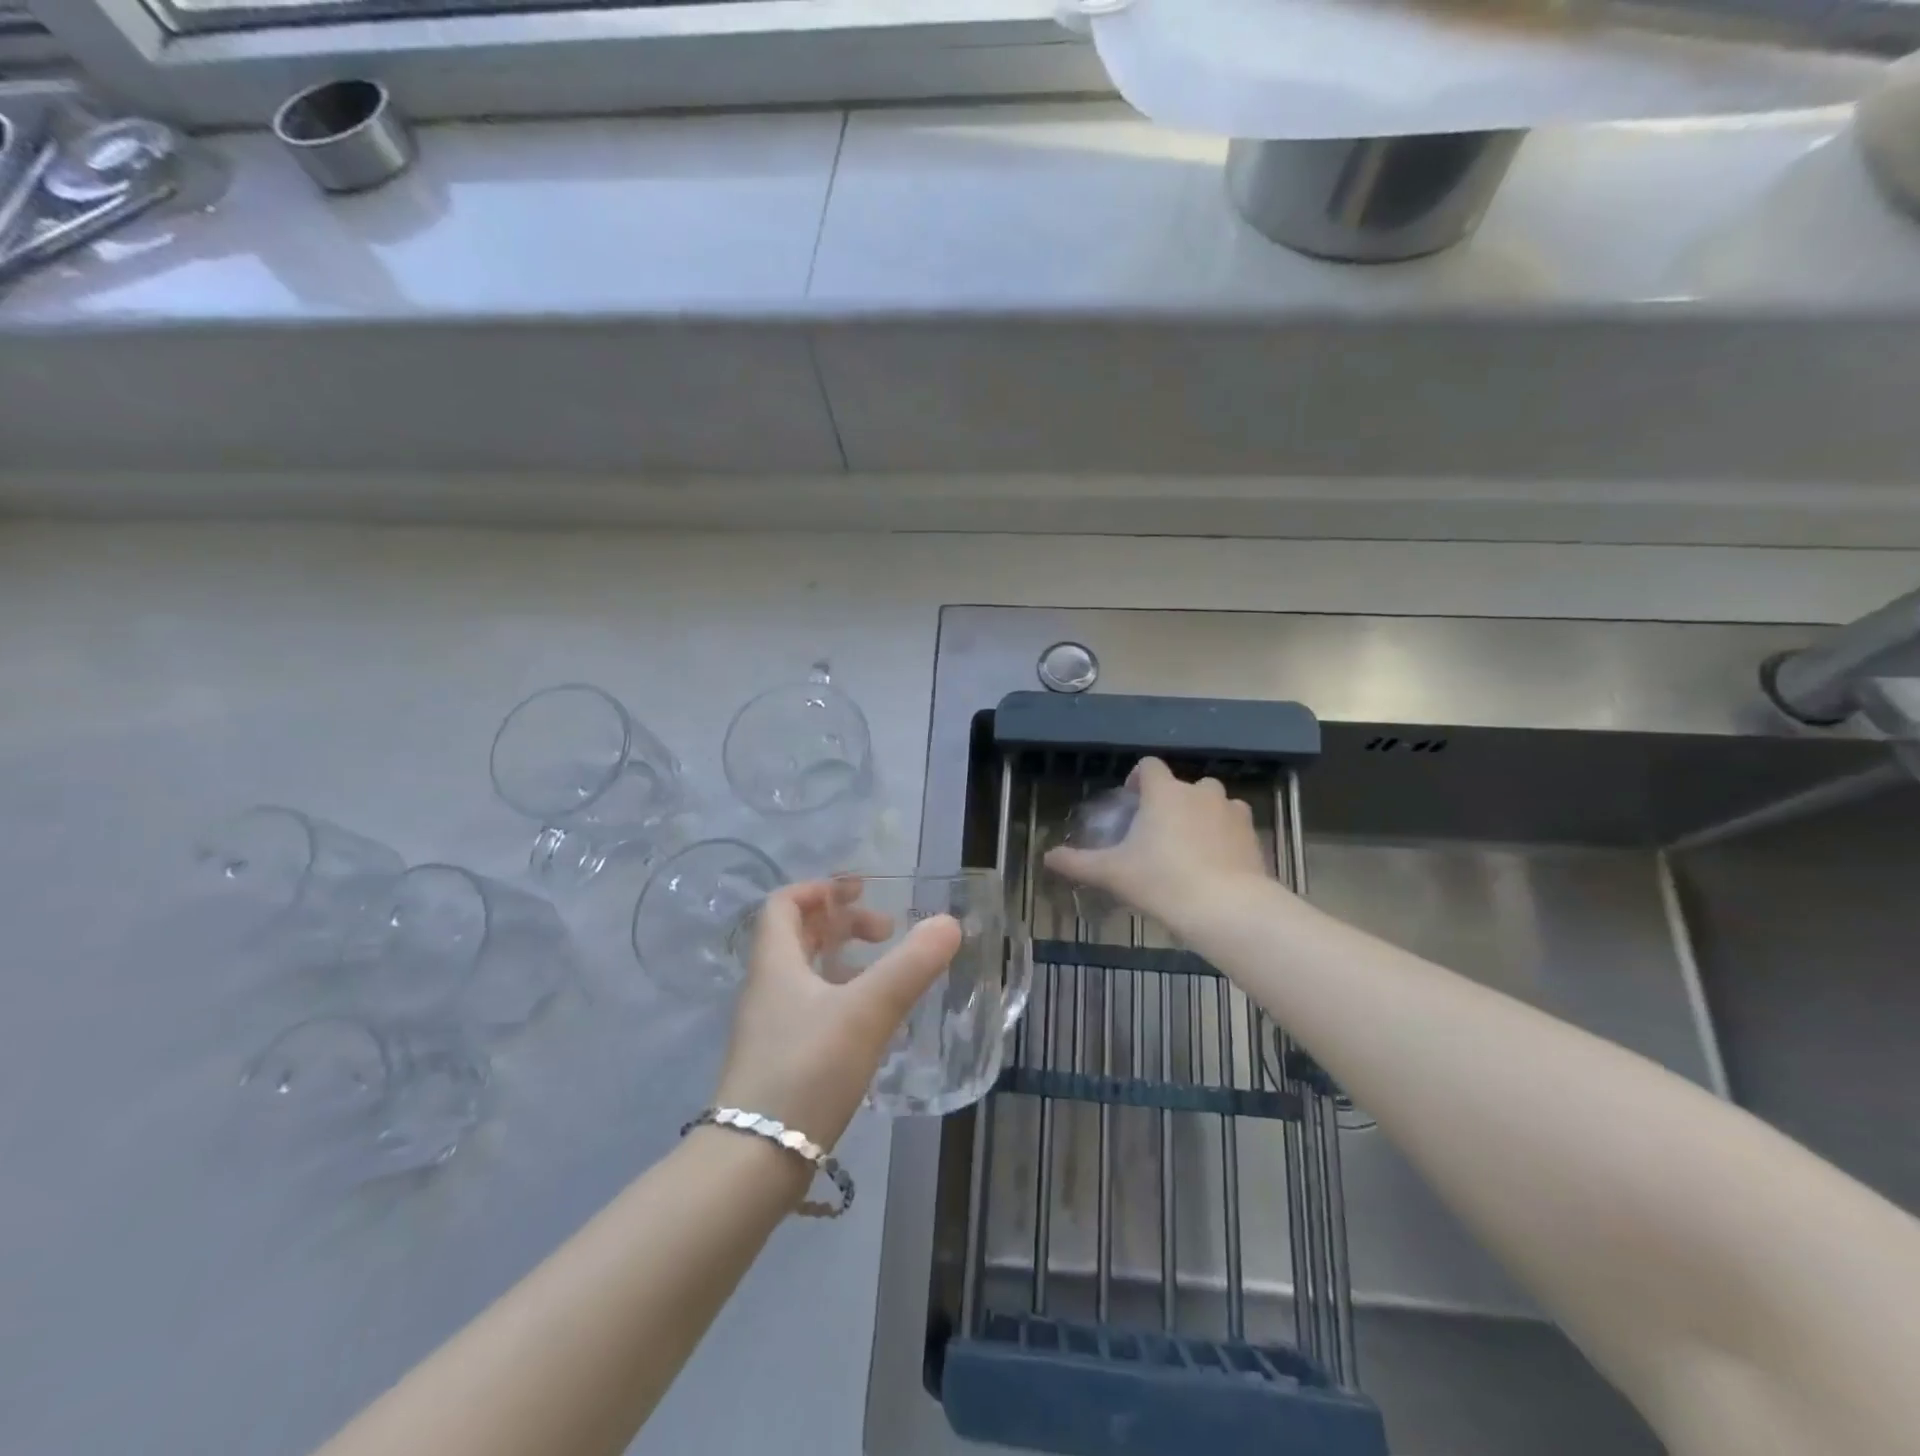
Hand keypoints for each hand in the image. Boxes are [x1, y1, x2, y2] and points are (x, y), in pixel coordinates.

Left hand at [713, 879, 961, 1148]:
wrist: (754, 1164)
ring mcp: (769, 1029)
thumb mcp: (866, 1011)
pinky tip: (870, 1023)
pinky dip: (840, 999)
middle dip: (841, 923)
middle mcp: (766, 989)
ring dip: (843, 961)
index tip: (860, 891)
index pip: (784, 904)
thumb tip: (948, 923)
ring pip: (805, 976)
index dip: (820, 889)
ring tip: (884, 973)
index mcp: (776, 964)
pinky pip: (810, 1010)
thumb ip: (911, 965)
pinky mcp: (778, 1063)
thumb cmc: (807, 1071)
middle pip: (797, 936)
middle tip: (885, 931)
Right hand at [1044, 757, 1272, 934]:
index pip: (1149, 766)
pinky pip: (1234, 827)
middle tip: (1158, 832)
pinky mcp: (1253, 836)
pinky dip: (1224, 837)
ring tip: (1189, 847)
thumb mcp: (1113, 873)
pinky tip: (1215, 864)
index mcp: (1165, 792)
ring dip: (1201, 815)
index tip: (1132, 801)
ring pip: (1214, 803)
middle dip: (1171, 801)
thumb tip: (1046, 857)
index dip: (1139, 778)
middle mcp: (1200, 792)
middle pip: (1184, 785)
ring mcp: (1231, 812)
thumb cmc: (1162, 881)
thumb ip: (1078, 862)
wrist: (1228, 908)